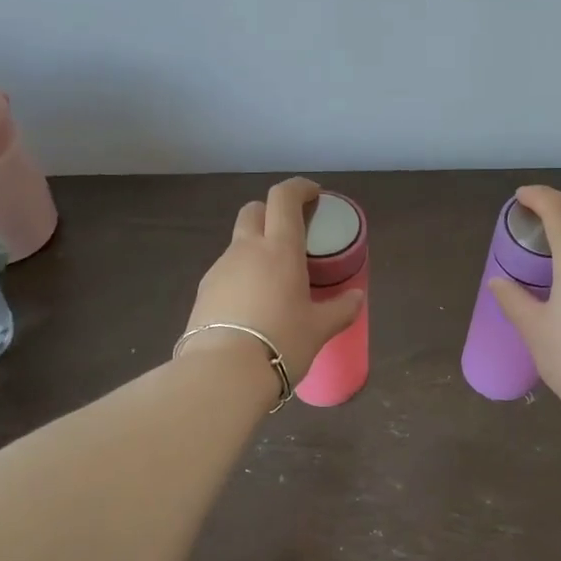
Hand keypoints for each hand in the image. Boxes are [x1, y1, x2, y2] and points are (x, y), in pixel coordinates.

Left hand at [182, 177, 365, 390]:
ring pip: (238, 244)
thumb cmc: (281, 342)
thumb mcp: (319, 329)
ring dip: (256, 248)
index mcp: (279, 249)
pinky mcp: (203, 292)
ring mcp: (219, 269)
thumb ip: (341, 309)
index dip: (298, 188)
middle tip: (291, 233)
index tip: (313, 194)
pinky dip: (241, 276)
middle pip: (254, 211)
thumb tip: (357, 297)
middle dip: (272, 212)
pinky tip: (252, 306)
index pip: (284, 198)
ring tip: (274, 280)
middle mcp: (246, 250)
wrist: (222, 373)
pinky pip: (226, 272)